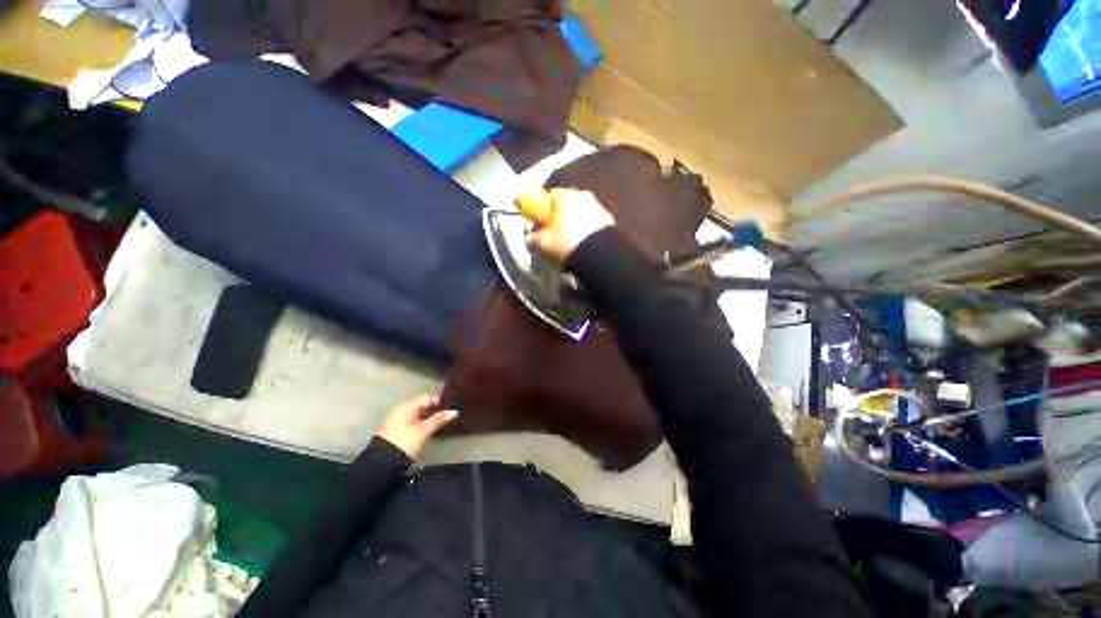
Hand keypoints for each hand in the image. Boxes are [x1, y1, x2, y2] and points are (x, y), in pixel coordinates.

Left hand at [374, 394, 457, 457]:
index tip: (450, 406)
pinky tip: (428, 430)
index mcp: (405, 407)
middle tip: (447, 415)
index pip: (426, 398)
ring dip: (428, 418)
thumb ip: (438, 420)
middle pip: (421, 406)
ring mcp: (397, 421)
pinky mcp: (396, 431)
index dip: (438, 401)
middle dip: (434, 410)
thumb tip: (454, 412)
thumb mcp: (423, 431)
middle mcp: (400, 411)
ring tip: (440, 423)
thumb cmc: (404, 443)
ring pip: (417, 415)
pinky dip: (421, 424)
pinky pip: (413, 422)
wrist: (383, 464)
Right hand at [528, 188, 614, 262]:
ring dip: (576, 220)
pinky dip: (588, 228)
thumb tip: (529, 237)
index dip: (544, 207)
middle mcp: (583, 195)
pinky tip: (584, 242)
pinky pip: (593, 221)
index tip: (542, 220)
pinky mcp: (609, 219)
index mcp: (566, 196)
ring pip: (582, 210)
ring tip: (572, 239)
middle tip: (556, 230)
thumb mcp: (544, 243)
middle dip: (561, 213)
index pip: (550, 195)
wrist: (599, 256)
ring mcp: (599, 206)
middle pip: (568, 201)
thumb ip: (534, 237)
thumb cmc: (567, 243)